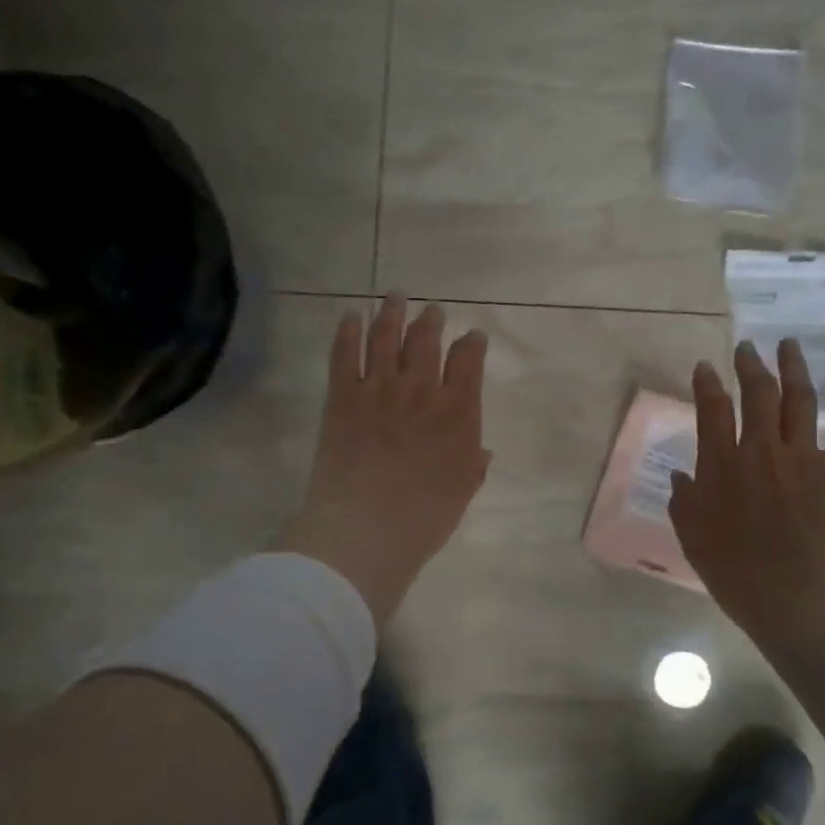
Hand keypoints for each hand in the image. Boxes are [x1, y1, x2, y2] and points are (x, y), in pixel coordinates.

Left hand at [281, 295, 491, 623]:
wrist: (366, 529)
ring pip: (386, 336)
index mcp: (458, 411)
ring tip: (395, 295)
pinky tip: (350, 315)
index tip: (473, 336)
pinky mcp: (342, 396)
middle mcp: (421, 389)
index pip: (468, 360)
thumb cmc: (424, 517)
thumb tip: (482, 450)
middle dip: (432, 320)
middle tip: (433, 310)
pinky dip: (347, 330)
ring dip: (392, 312)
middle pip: (426, 339)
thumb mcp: (463, 491)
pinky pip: (344, 354)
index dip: (472, 343)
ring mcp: (379, 389)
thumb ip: (475, 463)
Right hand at [668, 339, 824, 658]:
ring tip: (790, 345)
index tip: (705, 366)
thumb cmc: (738, 574)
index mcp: (722, 465)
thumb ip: (684, 502)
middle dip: (750, 365)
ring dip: (794, 369)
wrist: (802, 602)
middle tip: (747, 348)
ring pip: (800, 400)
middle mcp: (762, 450)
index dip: (707, 384)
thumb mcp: (693, 539)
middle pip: (758, 393)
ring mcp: (804, 458)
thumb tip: (682, 476)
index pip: (712, 409)